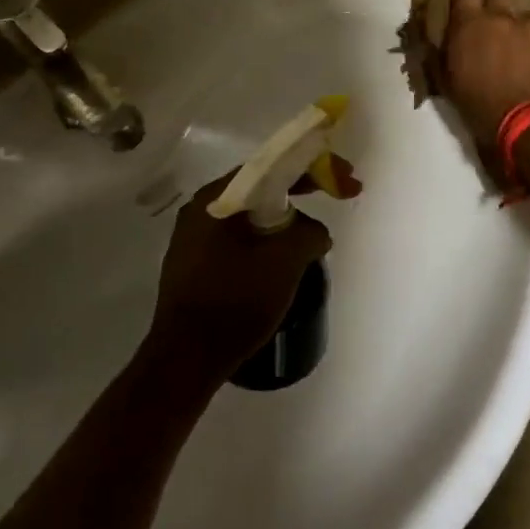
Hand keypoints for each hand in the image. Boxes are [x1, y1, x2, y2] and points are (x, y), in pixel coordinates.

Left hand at [144, 171, 332, 382]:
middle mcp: (200, 210)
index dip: (312, 168)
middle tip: (335, 197)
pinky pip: (239, 239)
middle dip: (300, 194)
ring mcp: (193, 239)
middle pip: (260, 189)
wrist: (185, 361)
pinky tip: (281, 261)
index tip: (343, 177)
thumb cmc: (234, 303)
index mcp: (216, 199)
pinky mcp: (195, 265)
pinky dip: (265, 241)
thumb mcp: (284, 262)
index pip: (270, 167)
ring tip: (309, 239)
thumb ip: (309, 233)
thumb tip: (315, 233)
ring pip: (251, 217)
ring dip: (283, 221)